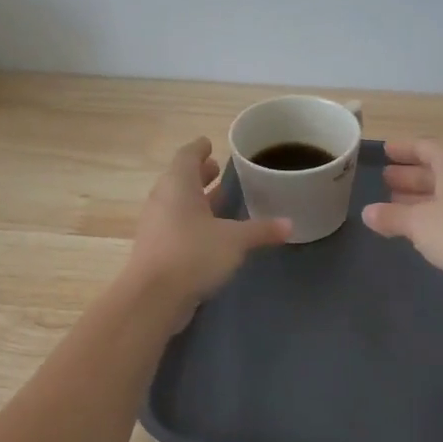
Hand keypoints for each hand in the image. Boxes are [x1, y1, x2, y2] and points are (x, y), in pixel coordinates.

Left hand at [126, 138, 291, 312]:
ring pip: (177, 204)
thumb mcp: (235, 241)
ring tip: (219, 199)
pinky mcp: (156, 249)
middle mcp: (163, 199)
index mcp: (178, 185)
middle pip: (181, 179)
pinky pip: (175, 226)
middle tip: (219, 170)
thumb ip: (261, 230)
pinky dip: (192, 222)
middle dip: (200, 174)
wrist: (153, 298)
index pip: (187, 156)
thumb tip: (290, 224)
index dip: (199, 148)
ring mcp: (156, 225)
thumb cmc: (193, 254)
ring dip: (196, 199)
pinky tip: (210, 233)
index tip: (210, 143)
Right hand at [362, 140, 442, 307]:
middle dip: (410, 174)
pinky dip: (437, 212)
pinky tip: (421, 226)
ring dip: (422, 195)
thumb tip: (368, 213)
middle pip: (437, 167)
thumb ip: (391, 216)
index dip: (403, 149)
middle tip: (386, 179)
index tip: (385, 151)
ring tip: (395, 202)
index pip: (425, 146)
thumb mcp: (417, 223)